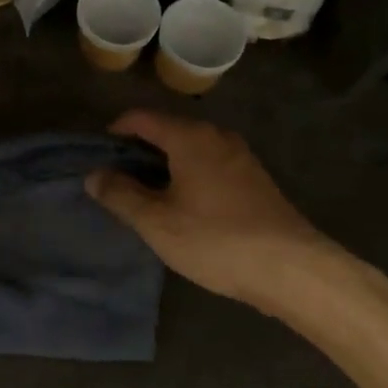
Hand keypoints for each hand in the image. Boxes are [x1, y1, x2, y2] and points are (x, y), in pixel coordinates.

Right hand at [87, 110, 380, 321]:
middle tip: (118, 183)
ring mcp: (240, 156)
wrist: (293, 269)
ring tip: (147, 198)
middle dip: (139, 152)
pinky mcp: (255, 179)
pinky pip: (209, 165)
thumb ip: (121, 195)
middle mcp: (216, 136)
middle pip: (167, 131)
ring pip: (190, 149)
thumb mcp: (157, 222)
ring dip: (164, 166)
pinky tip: (185, 208)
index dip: (115, 133)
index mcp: (189, 136)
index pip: (141, 118)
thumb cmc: (216, 239)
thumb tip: (95, 175)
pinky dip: (189, 176)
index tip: (99, 158)